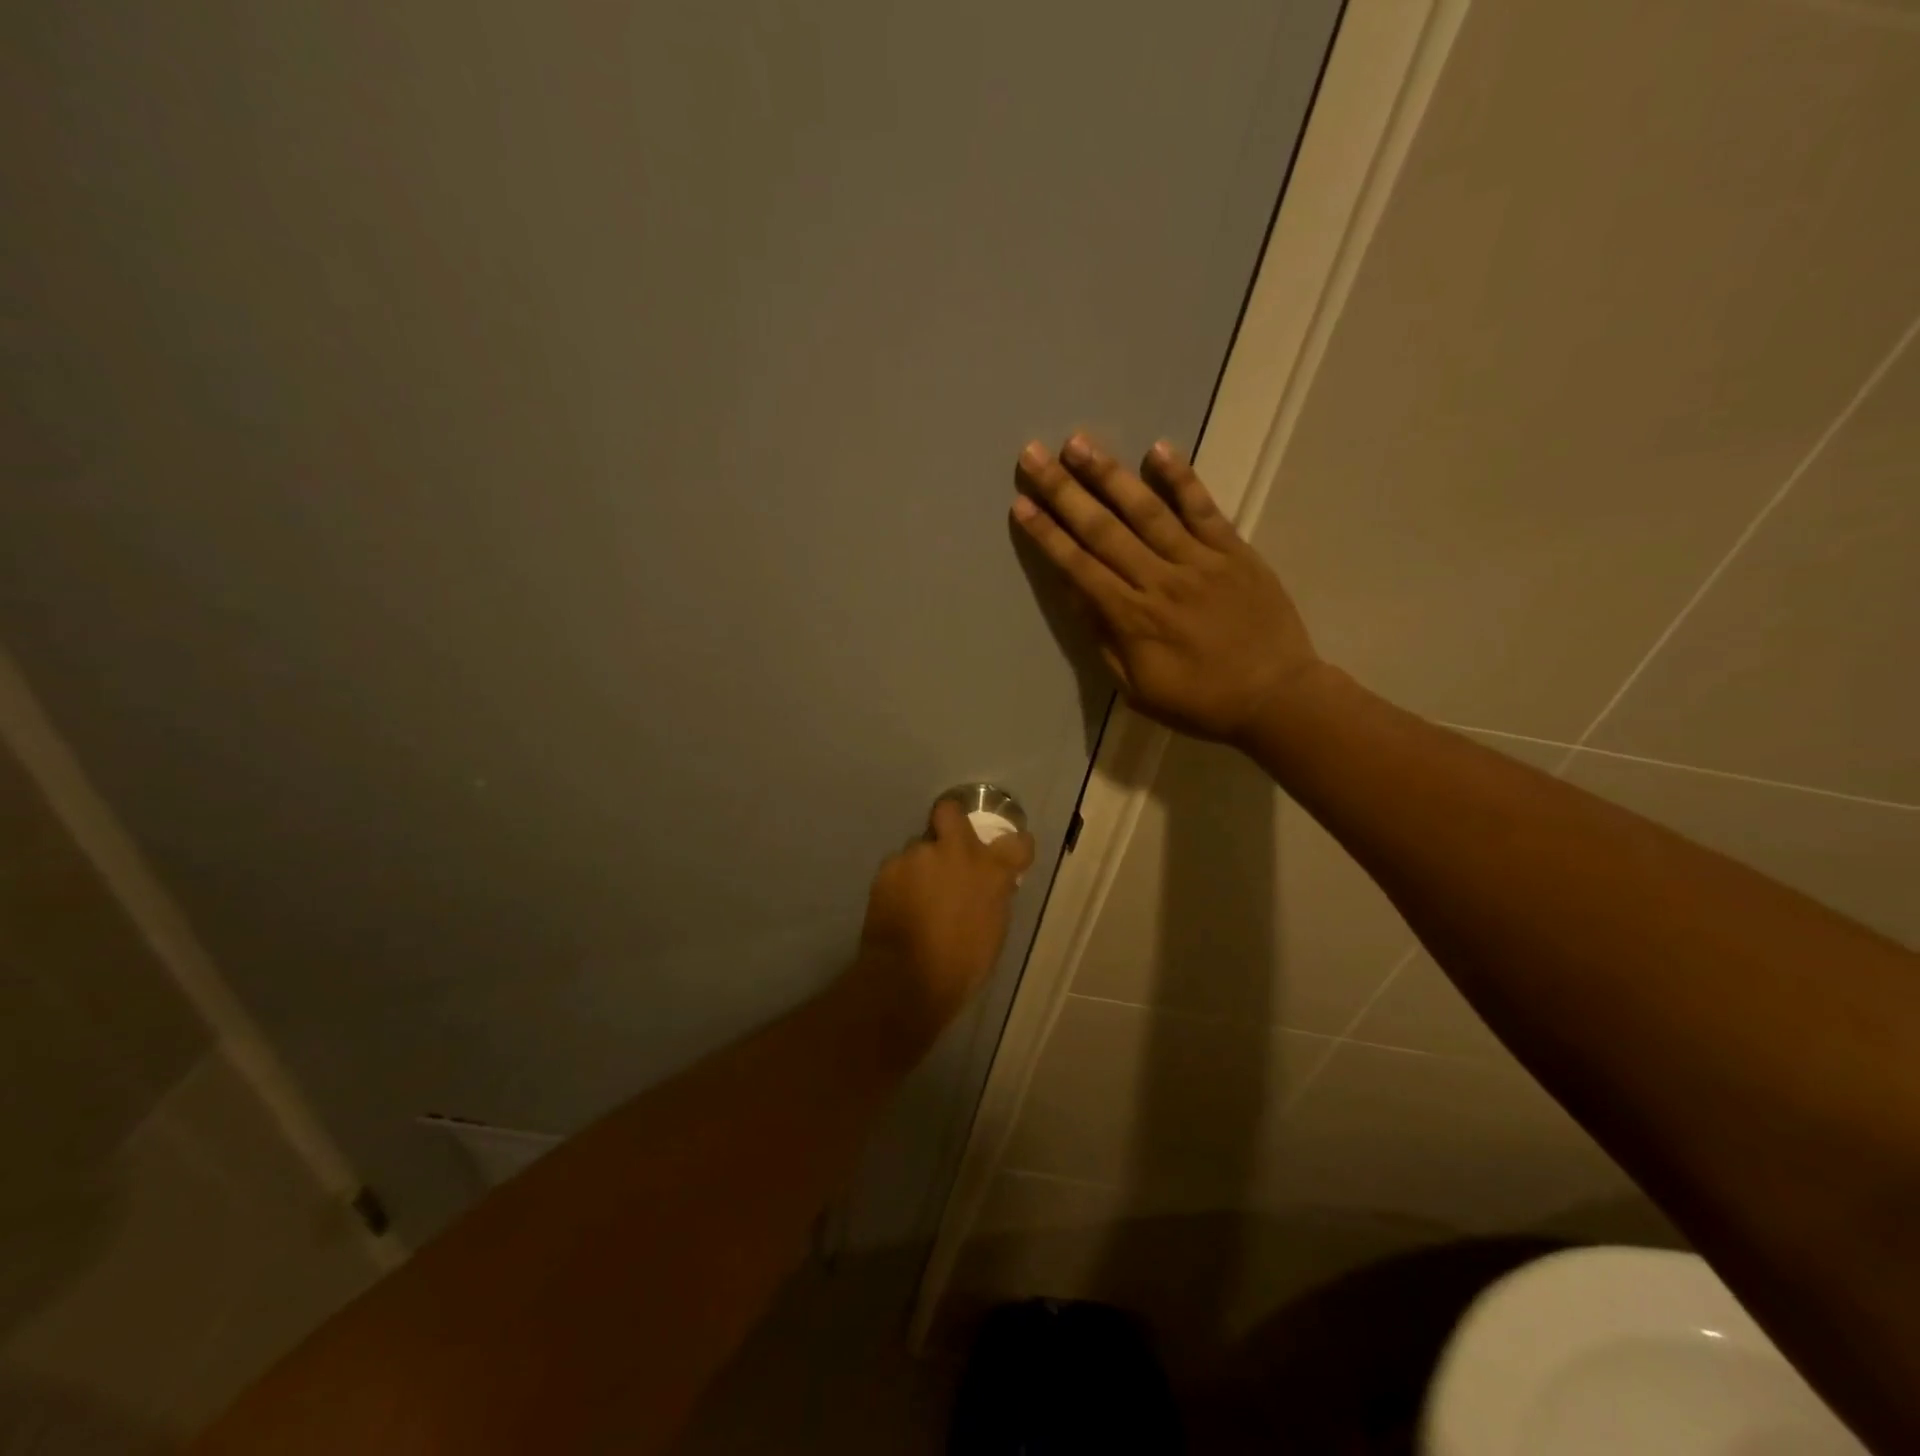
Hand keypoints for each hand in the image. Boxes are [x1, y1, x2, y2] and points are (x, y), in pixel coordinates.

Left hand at [853, 800, 1035, 1040]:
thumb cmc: (961, 965)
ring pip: (919, 846)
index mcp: (991, 870)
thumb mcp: (993, 931)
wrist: (908, 979)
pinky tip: (897, 905)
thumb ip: (993, 896)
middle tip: (946, 847)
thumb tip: (992, 884)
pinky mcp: (888, 867)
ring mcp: (918, 855)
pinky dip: (899, 881)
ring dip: (921, 864)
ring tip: (915, 895)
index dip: (1014, 847)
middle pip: (951, 811)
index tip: (1008, 854)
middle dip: (949, 821)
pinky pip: (898, 866)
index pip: (1018, 842)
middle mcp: (956, 851)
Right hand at [1010, 434, 1319, 745]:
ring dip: (1109, 474)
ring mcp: (1199, 561)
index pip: (1079, 568)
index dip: (1047, 535)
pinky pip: (1203, 509)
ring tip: (1078, 442)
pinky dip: (1181, 478)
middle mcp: (1159, 581)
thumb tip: (1074, 596)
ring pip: (1147, 510)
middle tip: (1033, 454)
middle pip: (1103, 530)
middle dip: (1064, 491)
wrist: (1276, 697)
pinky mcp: (1233, 551)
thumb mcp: (1139, 689)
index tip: (1021, 504)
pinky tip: (1158, 449)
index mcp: (1133, 619)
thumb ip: (1105, 641)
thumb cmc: (1200, 702)